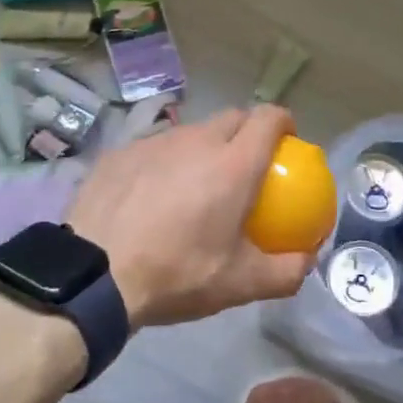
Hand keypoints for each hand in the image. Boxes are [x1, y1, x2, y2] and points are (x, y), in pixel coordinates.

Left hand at [67, 106, 314, 327]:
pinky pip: (155, 148)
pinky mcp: (121, 152)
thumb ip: (285, 271)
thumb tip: (309, 259)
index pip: (269, 118)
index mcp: (234, 163)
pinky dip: (165, 162)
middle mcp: (198, 140)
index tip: (286, 142)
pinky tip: (151, 196)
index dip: (283, 122)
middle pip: (233, 118)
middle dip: (247, 132)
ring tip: (196, 183)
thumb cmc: (176, 274)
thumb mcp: (239, 284)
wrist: (93, 276)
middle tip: (244, 167)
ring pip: (192, 132)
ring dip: (204, 148)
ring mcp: (155, 142)